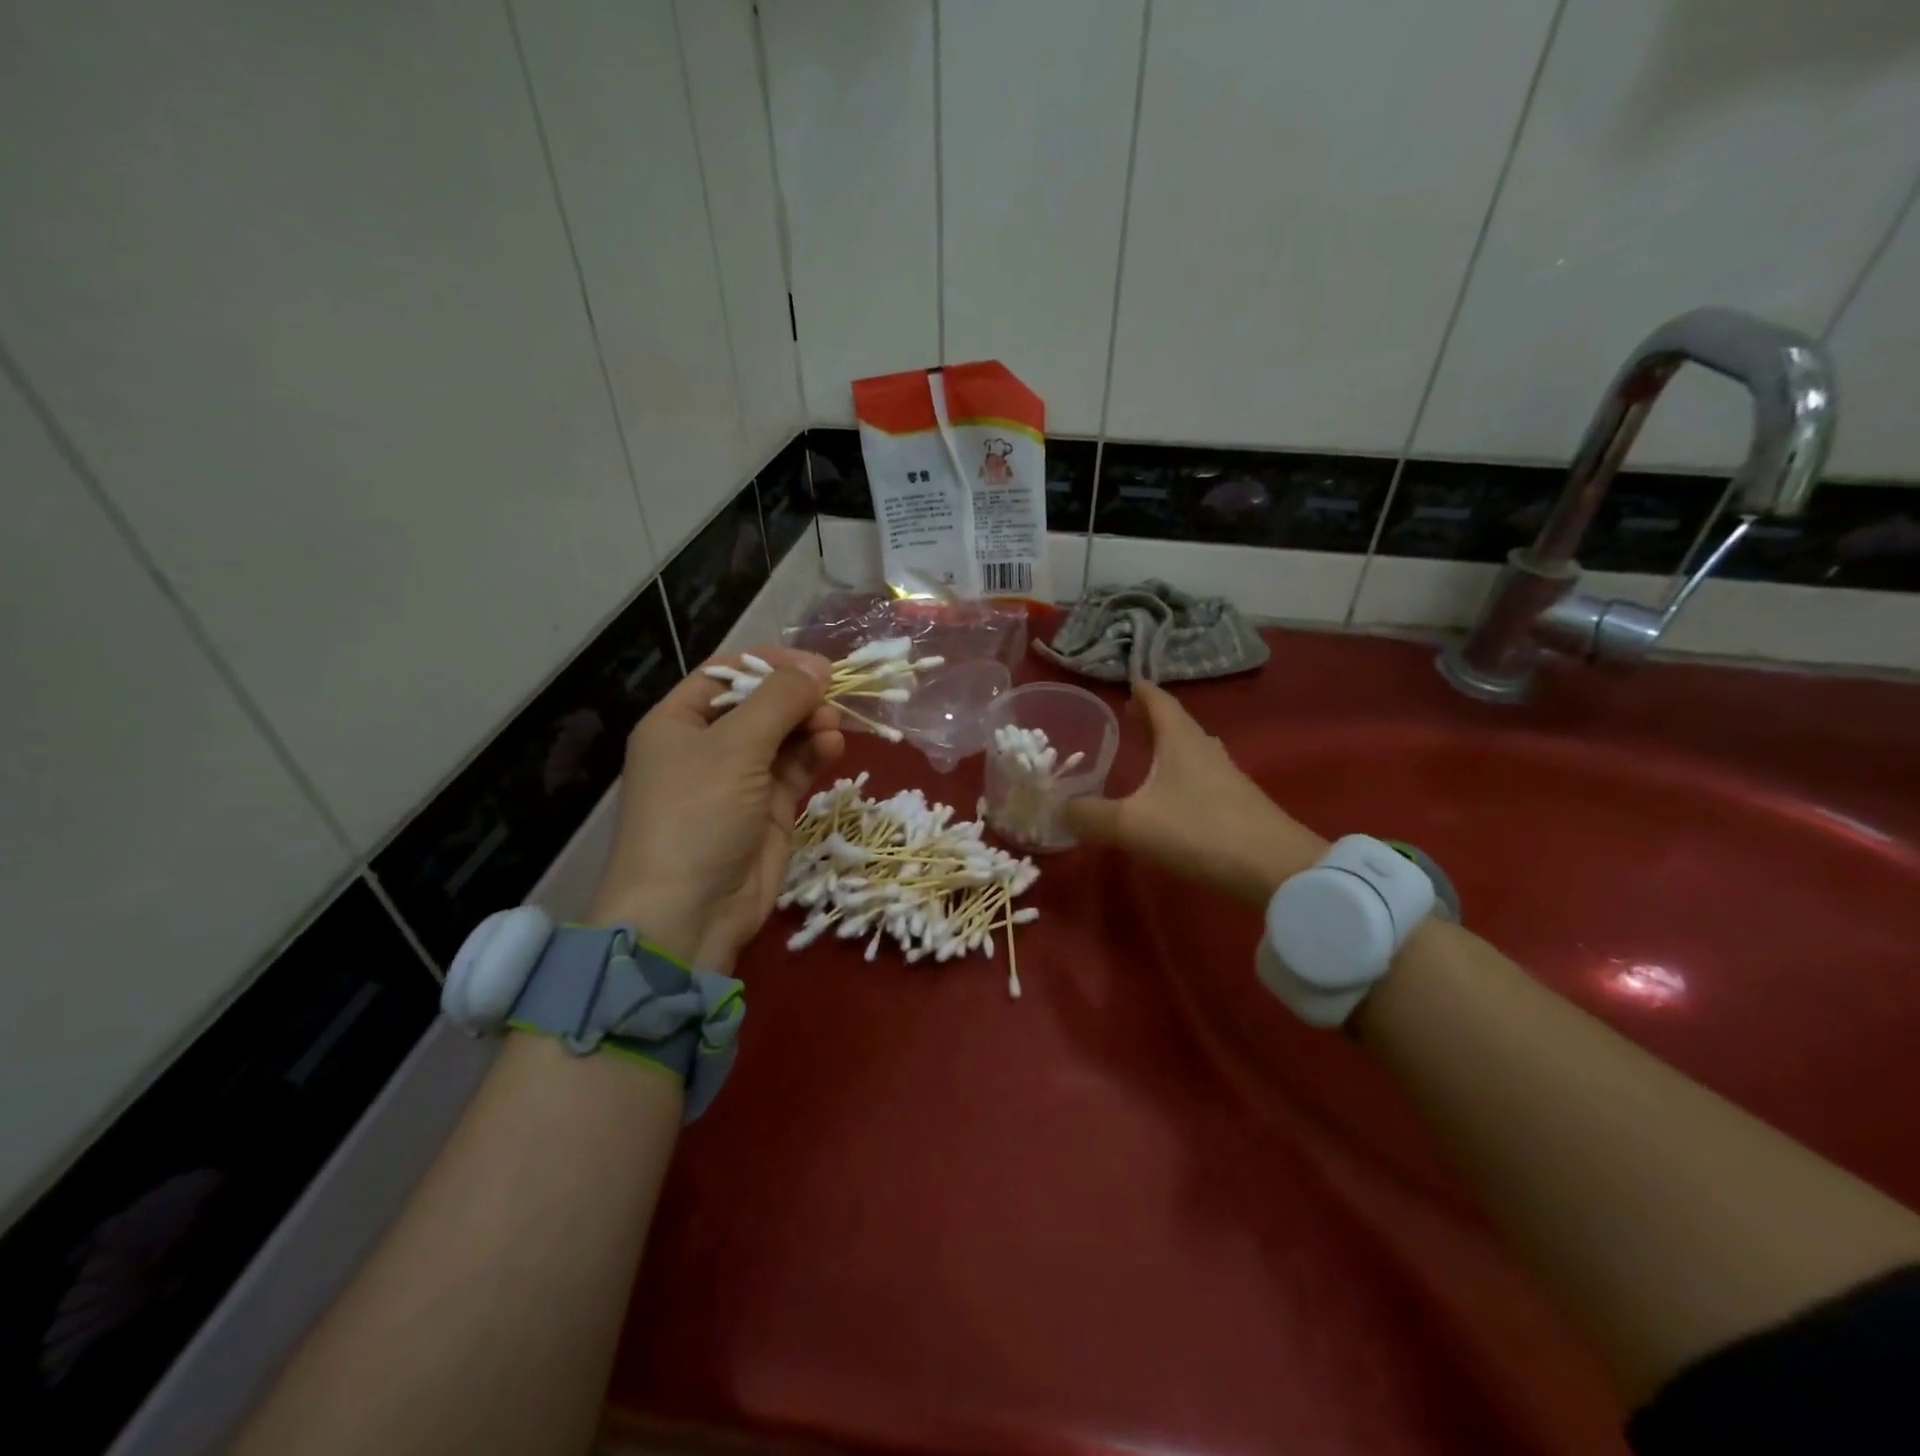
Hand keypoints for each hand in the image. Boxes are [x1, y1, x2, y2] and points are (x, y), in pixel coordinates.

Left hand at [588, 646, 843, 968]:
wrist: (689, 912)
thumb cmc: (697, 814)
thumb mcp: (734, 747)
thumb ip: (779, 700)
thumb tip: (818, 667)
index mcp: (678, 722)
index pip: (726, 674)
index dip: (769, 663)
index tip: (815, 664)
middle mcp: (707, 747)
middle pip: (760, 704)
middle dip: (797, 696)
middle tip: (835, 694)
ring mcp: (740, 780)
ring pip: (783, 736)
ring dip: (810, 724)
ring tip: (834, 724)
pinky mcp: (768, 809)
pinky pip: (795, 769)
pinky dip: (814, 754)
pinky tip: (833, 746)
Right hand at [1063, 680, 1324, 905]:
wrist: (1275, 869)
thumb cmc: (1199, 831)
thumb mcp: (1133, 824)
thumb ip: (1090, 816)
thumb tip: (1058, 811)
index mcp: (1181, 740)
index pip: (1159, 701)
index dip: (1141, 691)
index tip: (1126, 682)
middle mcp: (1205, 749)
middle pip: (1176, 723)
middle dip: (1151, 718)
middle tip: (1128, 717)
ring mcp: (1226, 776)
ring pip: (1191, 750)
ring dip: (1168, 746)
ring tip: (1146, 751)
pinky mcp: (1238, 803)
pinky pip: (1201, 776)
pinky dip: (1180, 774)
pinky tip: (1171, 794)